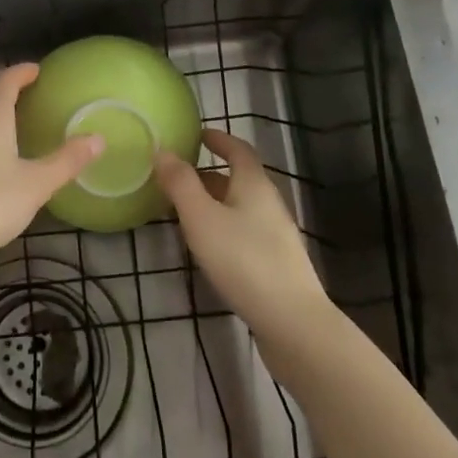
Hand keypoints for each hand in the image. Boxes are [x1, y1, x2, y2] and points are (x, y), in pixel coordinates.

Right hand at [155, 128, 329, 342]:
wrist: (293, 323)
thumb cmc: (243, 260)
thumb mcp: (202, 218)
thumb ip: (180, 183)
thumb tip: (164, 150)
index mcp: (254, 184)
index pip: (238, 149)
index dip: (219, 139)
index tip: (198, 135)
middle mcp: (269, 203)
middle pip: (239, 179)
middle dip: (208, 175)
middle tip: (177, 179)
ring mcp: (276, 235)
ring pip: (240, 208)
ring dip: (214, 204)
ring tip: (184, 213)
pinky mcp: (276, 264)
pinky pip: (245, 232)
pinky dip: (223, 227)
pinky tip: (209, 249)